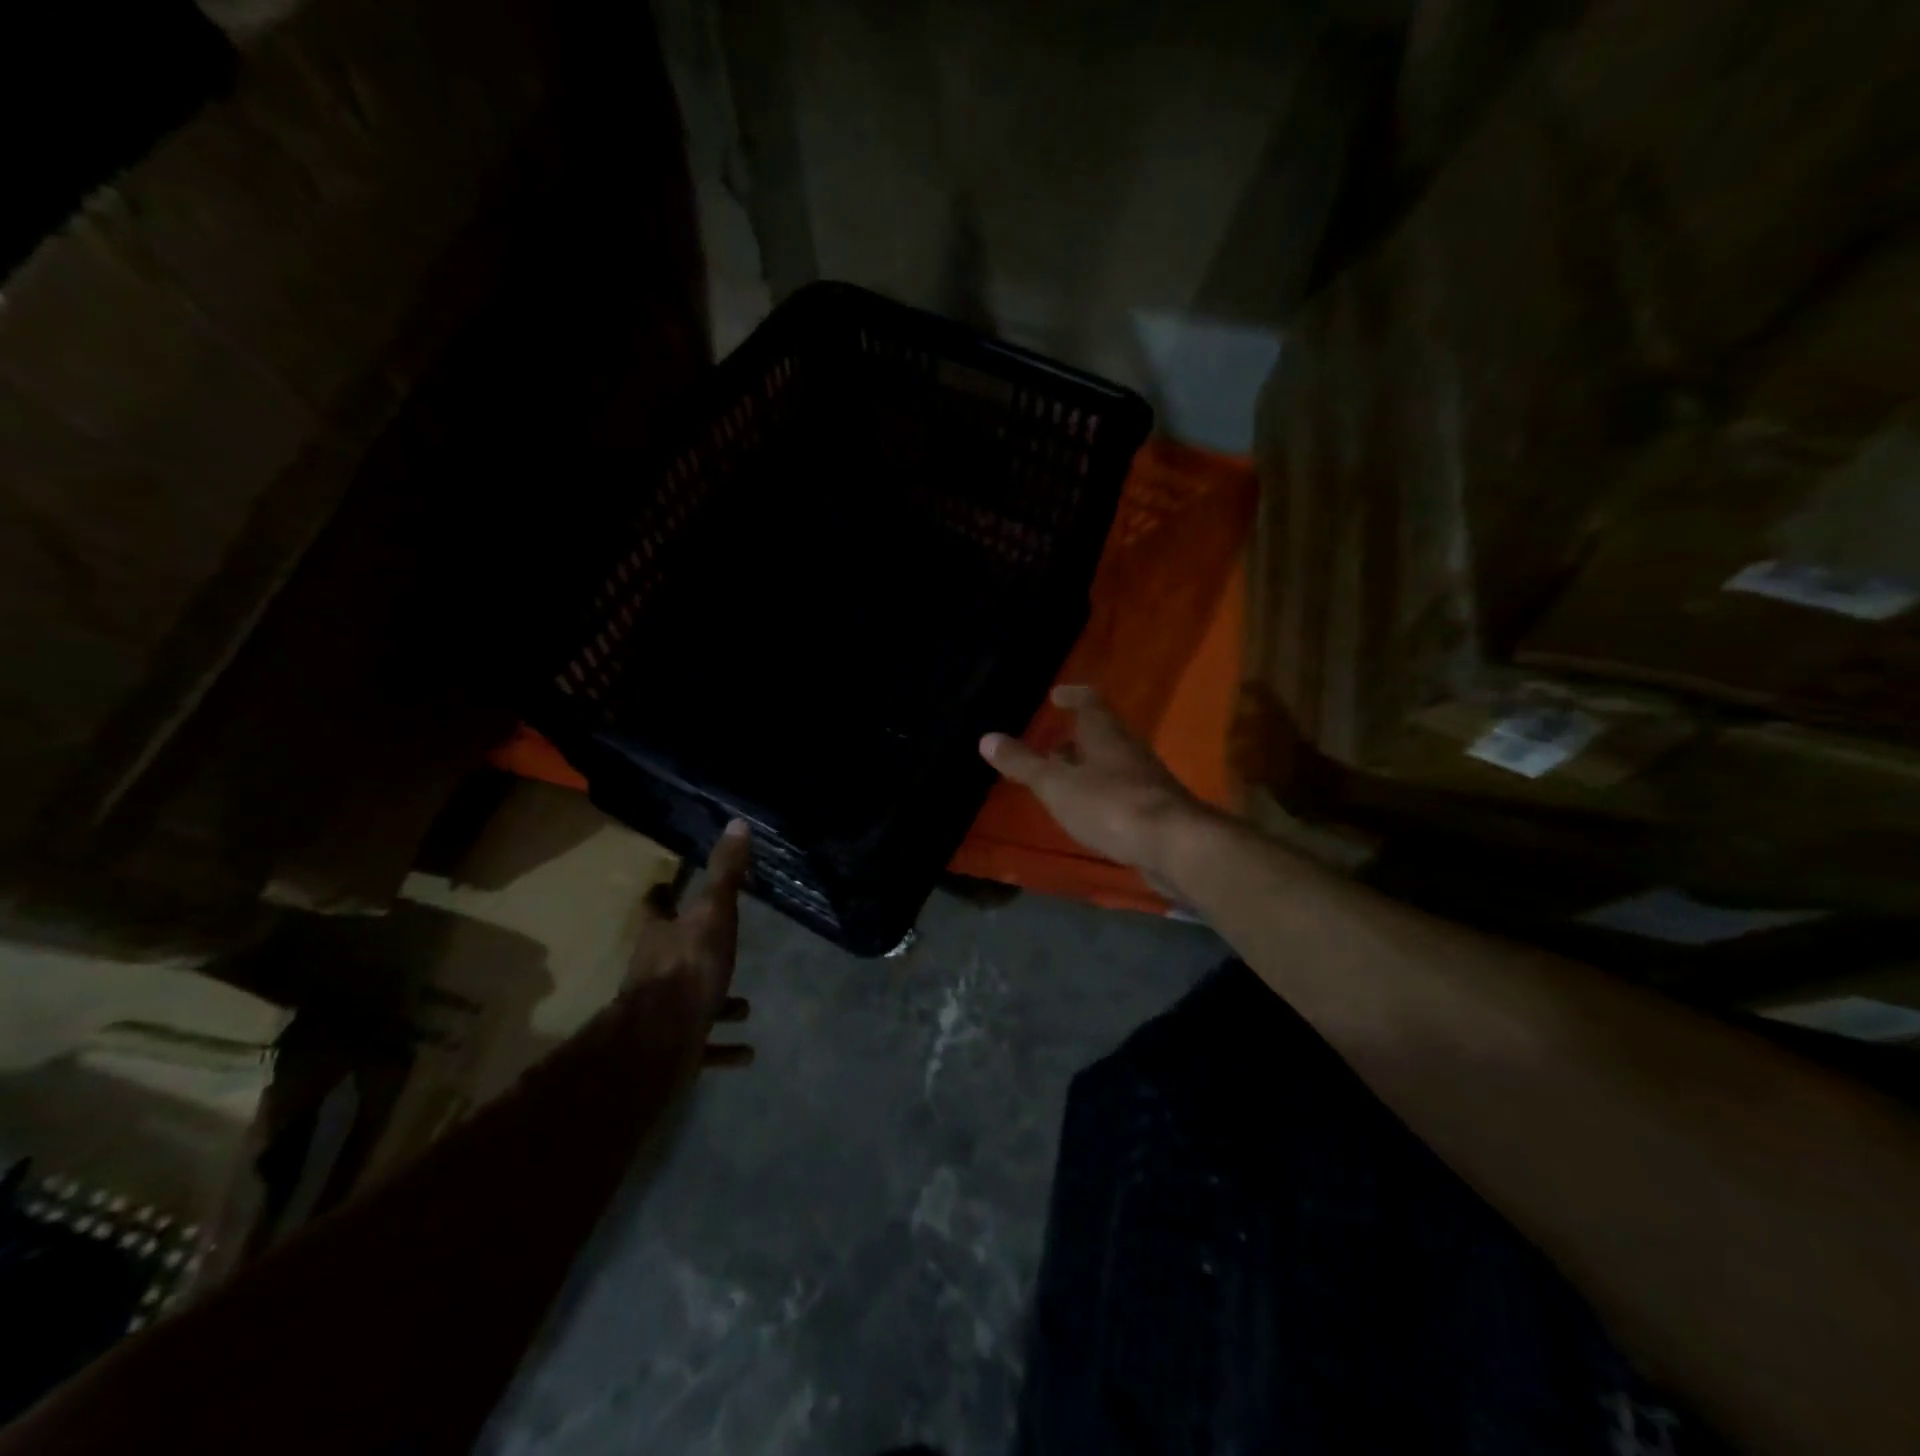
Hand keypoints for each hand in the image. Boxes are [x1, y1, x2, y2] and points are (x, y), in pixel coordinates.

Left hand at [624, 818, 755, 1068]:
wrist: (661, 1042)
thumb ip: (726, 873)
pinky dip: (723, 1047)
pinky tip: (746, 1052)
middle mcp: (656, 971)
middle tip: (720, 947)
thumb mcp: (713, 913)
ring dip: (718, 1003)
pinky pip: (704, 1045)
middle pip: (672, 954)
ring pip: (692, 1003)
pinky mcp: (675, 1047)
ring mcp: (663, 1012)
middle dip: (694, 950)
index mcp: (661, 936)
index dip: (662, 896)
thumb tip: (737, 823)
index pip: (656, 906)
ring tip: (746, 1007)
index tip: (666, 886)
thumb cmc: (688, 968)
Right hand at [979, 685, 1216, 886]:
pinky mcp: (1154, 810)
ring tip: (1062, 781)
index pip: (1090, 702)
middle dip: (1075, 739)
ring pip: (1111, 765)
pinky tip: (1088, 812)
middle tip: (1049, 747)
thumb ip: (1023, 763)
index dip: (1072, 696)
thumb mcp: (1057, 785)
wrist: (1174, 846)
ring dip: (1087, 768)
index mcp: (1106, 733)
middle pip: (1101, 735)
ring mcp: (1145, 780)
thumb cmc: (1110, 805)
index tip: (1055, 695)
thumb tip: (987, 737)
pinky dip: (1100, 794)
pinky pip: (1120, 792)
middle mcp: (1128, 750)